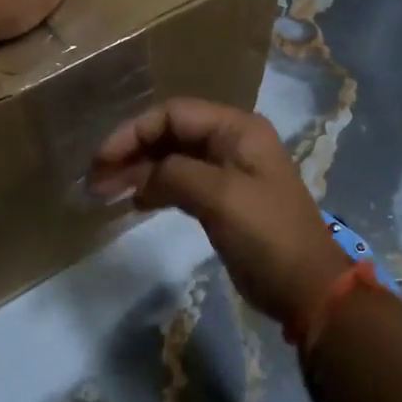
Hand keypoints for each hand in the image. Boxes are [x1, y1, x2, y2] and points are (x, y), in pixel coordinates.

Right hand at [89, 99, 349, 333]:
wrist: (306, 287)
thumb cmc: (266, 235)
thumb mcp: (220, 196)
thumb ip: (174, 174)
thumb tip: (141, 177)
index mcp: (237, 129)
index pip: (173, 114)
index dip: (133, 132)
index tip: (102, 159)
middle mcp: (232, 142)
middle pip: (170, 134)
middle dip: (131, 151)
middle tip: (95, 179)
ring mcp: (228, 171)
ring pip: (172, 159)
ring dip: (138, 171)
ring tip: (104, 191)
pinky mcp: (223, 200)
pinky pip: (181, 182)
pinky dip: (155, 189)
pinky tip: (134, 203)